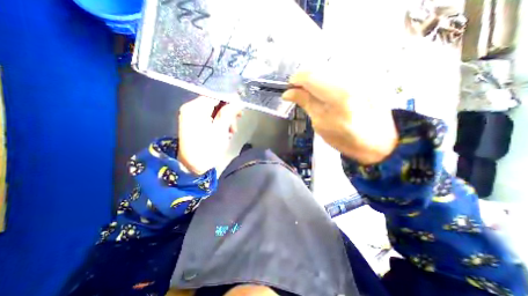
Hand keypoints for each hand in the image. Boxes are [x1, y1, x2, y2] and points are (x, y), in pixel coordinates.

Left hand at [178, 96, 241, 174]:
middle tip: (238, 120)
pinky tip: (226, 132)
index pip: (215, 95)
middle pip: (215, 102)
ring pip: (214, 110)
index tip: (241, 105)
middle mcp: (192, 108)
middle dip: (228, 111)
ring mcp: (192, 116)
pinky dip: (220, 123)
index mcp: (195, 108)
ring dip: (226, 118)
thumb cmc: (207, 149)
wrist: (192, 166)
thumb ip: (228, 113)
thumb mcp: (220, 131)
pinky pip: (211, 117)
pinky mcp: (195, 123)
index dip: (230, 98)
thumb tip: (237, 101)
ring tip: (232, 131)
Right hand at [282, 71, 398, 163]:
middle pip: (319, 67)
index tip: (289, 89)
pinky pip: (340, 69)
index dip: (296, 79)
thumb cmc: (346, 139)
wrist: (378, 142)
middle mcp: (354, 78)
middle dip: (305, 79)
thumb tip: (288, 93)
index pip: (310, 76)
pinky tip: (327, 90)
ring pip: (328, 66)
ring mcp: (364, 74)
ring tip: (313, 92)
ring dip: (316, 78)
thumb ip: (305, 103)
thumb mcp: (320, 124)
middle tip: (299, 92)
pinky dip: (327, 77)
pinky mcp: (368, 74)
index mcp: (340, 96)